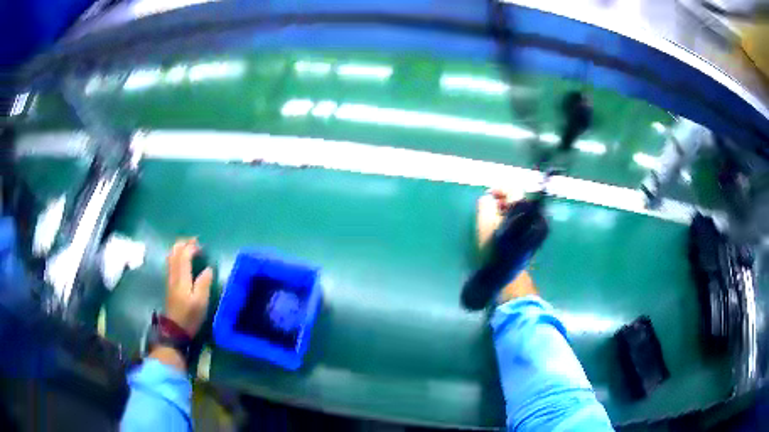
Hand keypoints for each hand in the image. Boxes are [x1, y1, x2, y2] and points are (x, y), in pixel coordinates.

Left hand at [165, 238, 212, 336]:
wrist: (175, 329)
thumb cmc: (190, 316)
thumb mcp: (201, 302)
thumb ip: (204, 283)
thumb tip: (208, 269)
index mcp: (181, 277)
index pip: (183, 255)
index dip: (192, 247)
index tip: (202, 246)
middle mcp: (173, 275)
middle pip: (174, 252)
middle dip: (184, 243)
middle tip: (195, 242)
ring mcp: (170, 279)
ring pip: (171, 257)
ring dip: (179, 248)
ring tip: (189, 247)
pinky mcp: (170, 284)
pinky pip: (171, 263)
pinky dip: (177, 256)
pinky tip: (182, 259)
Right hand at [477, 189, 537, 303]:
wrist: (506, 275)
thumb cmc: (494, 248)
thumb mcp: (484, 224)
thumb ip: (485, 206)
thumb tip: (488, 199)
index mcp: (521, 211)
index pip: (513, 190)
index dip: (500, 189)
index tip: (489, 194)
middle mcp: (531, 218)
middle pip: (518, 200)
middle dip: (503, 200)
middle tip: (489, 206)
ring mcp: (533, 230)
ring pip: (520, 211)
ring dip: (506, 210)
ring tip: (492, 217)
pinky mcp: (530, 240)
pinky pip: (521, 222)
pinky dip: (511, 220)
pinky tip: (500, 228)